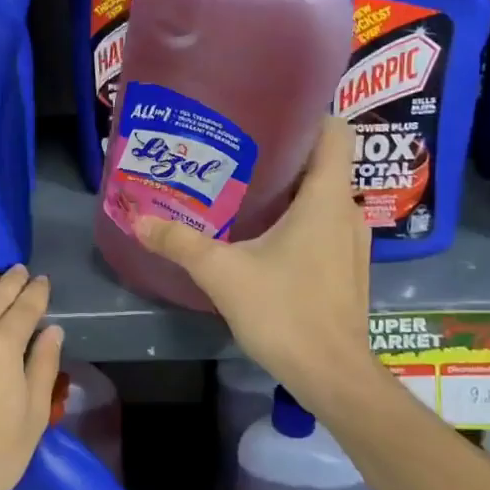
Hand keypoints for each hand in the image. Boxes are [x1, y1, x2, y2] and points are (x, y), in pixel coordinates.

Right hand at [135, 115, 374, 392]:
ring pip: (323, 198)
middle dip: (283, 155)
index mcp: (326, 199)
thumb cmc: (284, 312)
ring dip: (290, 191)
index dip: (309, 115)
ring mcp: (352, 244)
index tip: (268, 114)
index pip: (335, 133)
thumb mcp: (222, 273)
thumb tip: (138, 218)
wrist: (331, 375)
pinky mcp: (347, 269)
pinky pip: (324, 226)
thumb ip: (179, 243)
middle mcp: (347, 213)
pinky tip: (263, 236)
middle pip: (323, 165)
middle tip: (236, 153)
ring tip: (243, 191)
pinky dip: (298, 220)